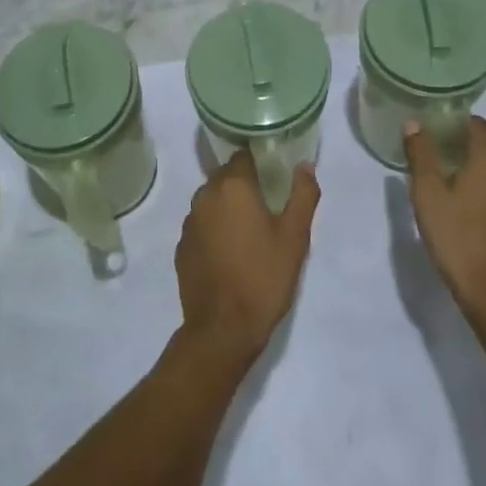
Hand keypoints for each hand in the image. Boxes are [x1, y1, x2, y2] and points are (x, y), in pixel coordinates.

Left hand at [175, 151, 319, 369]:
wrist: (223, 329)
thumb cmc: (264, 276)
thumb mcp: (295, 236)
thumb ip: (303, 194)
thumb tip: (304, 165)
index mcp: (233, 186)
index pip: (244, 156)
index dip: (261, 162)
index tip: (276, 176)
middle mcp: (205, 196)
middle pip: (226, 177)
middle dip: (245, 185)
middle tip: (268, 206)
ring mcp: (189, 223)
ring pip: (212, 201)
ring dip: (229, 208)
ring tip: (251, 231)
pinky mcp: (182, 247)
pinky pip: (201, 226)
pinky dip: (215, 230)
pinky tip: (231, 252)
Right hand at [405, 117, 485, 324]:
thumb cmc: (457, 236)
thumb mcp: (428, 193)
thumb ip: (421, 154)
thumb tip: (414, 123)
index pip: (476, 123)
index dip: (453, 122)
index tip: (431, 130)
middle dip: (464, 138)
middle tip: (435, 148)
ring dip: (477, 159)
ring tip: (448, 172)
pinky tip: (467, 197)